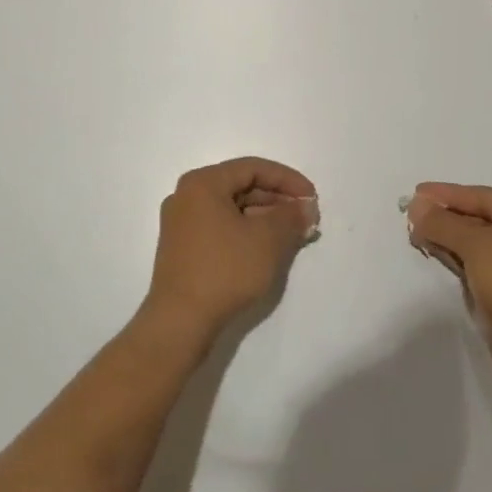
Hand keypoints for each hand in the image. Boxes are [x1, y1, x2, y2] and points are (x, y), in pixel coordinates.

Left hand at [142, 158, 318, 346]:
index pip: (253, 168)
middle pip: (242, 188)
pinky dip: (247, 233)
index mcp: (203, 183)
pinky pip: (222, 229)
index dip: (288, 180)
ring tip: (293, 235)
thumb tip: (306, 207)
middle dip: (278, 201)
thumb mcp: (268, 239)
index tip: (312, 198)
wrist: (179, 323)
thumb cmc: (225, 270)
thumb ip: (291, 216)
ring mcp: (182, 224)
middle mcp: (187, 196)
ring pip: (233, 210)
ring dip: (265, 219)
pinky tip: (268, 249)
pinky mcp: (183, 250)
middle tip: (305, 218)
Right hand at [406, 182, 491, 391]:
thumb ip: (444, 223)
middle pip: (479, 217)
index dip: (448, 194)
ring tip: (415, 232)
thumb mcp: (478, 247)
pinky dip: (454, 255)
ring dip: (446, 235)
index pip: (484, 197)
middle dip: (445, 216)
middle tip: (412, 215)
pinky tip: (432, 249)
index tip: (417, 192)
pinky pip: (475, 262)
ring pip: (475, 241)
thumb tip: (416, 204)